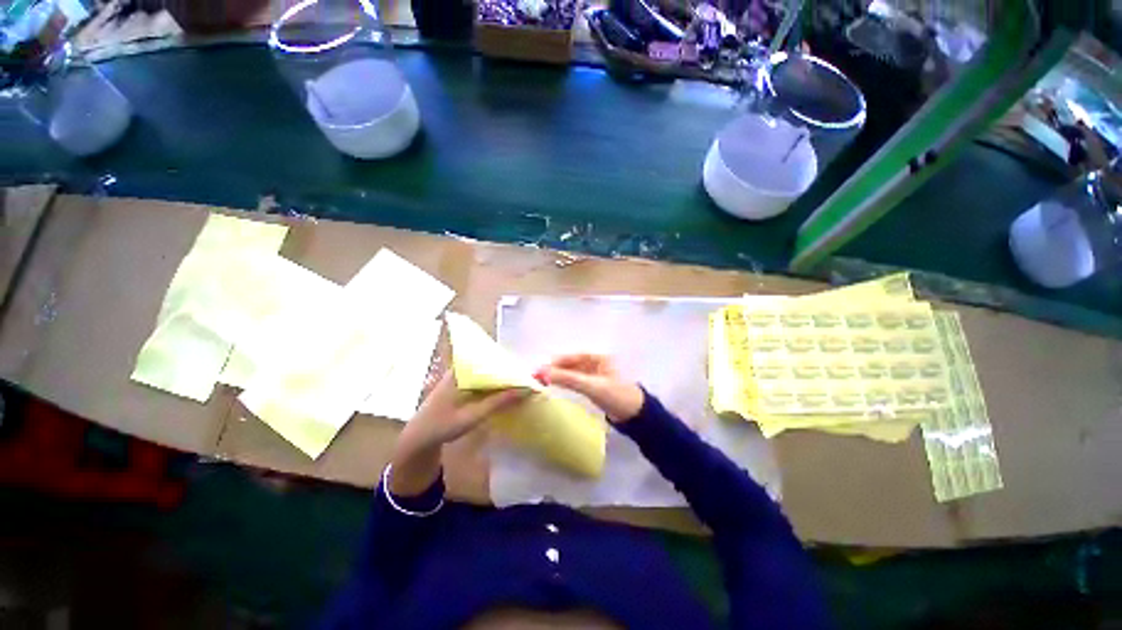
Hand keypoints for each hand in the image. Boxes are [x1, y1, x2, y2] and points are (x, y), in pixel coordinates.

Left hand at [404, 371, 525, 449]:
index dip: (508, 364)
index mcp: (461, 371)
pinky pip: (481, 378)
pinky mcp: (460, 383)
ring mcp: (459, 375)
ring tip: (520, 380)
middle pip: (489, 363)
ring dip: (501, 376)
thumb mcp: (473, 415)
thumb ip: (499, 402)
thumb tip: (525, 390)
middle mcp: (460, 369)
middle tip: (526, 376)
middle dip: (507, 369)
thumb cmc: (443, 426)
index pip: (490, 360)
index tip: (525, 371)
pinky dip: (493, 383)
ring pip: (486, 371)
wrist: (418, 438)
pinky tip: (504, 389)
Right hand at [537, 354, 643, 422]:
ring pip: (574, 372)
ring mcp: (596, 375)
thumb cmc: (616, 396)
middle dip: (557, 368)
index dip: (557, 361)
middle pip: (573, 364)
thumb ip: (568, 379)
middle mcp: (597, 363)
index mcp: (600, 357)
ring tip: (543, 380)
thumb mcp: (591, 386)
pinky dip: (566, 382)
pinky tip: (556, 385)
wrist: (636, 416)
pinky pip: (577, 381)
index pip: (574, 356)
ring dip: (560, 375)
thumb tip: (543, 373)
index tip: (542, 368)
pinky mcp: (595, 387)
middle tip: (539, 376)